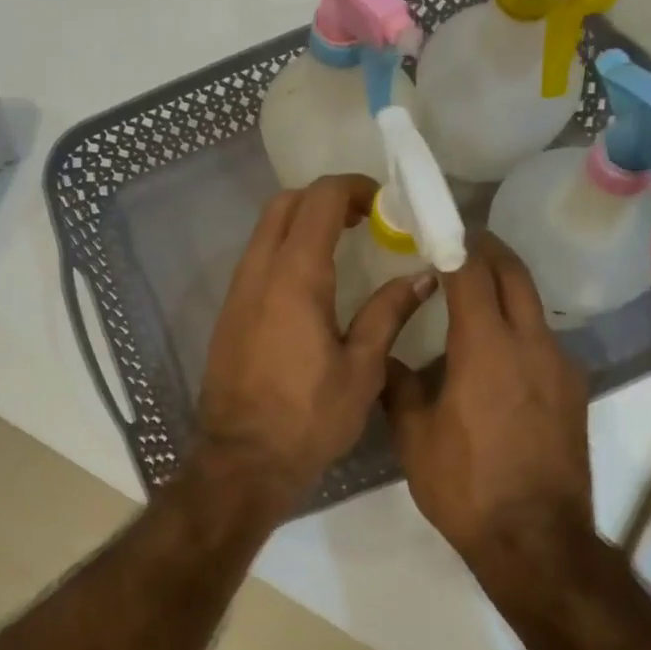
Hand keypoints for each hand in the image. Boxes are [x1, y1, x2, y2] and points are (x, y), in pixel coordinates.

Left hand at [197, 175, 431, 504]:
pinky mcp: (229, 314)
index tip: (384, 206)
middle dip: (326, 199)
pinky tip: (313, 282)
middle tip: (365, 219)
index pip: (320, 200)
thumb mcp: (361, 369)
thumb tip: (421, 278)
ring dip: (302, 223)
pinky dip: (285, 249)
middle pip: (285, 204)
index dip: (354, 189)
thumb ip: (388, 314)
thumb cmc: (308, 418)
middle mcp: (259, 272)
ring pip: (265, 230)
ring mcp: (237, 292)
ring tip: (344, 245)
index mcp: (295, 277)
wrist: (242, 459)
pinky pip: (256, 260)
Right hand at [383, 233, 594, 569]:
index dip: (453, 243)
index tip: (435, 229)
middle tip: (458, 245)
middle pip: (515, 274)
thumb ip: (397, 386)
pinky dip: (519, 326)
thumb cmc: (465, 485)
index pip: (472, 272)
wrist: (536, 540)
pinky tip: (495, 352)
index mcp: (486, 347)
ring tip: (472, 296)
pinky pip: (543, 339)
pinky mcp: (573, 391)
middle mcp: (531, 344)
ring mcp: (560, 367)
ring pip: (533, 306)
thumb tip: (385, 357)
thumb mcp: (414, 437)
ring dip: (505, 288)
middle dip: (488, 251)